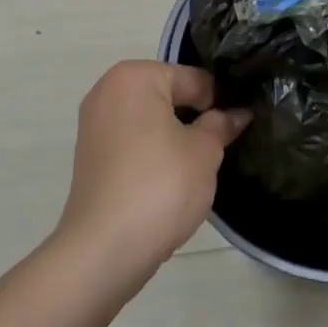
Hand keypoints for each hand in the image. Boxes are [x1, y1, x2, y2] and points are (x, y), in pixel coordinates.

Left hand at [55, 61, 250, 280]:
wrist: (104, 250)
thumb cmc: (160, 186)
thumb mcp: (204, 152)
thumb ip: (221, 125)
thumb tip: (237, 114)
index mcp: (135, 76)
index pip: (193, 79)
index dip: (220, 102)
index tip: (237, 126)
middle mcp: (108, 90)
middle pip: (168, 95)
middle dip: (195, 117)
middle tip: (221, 145)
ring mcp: (94, 124)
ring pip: (150, 120)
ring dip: (174, 136)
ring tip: (197, 165)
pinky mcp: (89, 156)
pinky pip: (132, 141)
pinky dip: (152, 152)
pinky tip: (170, 179)